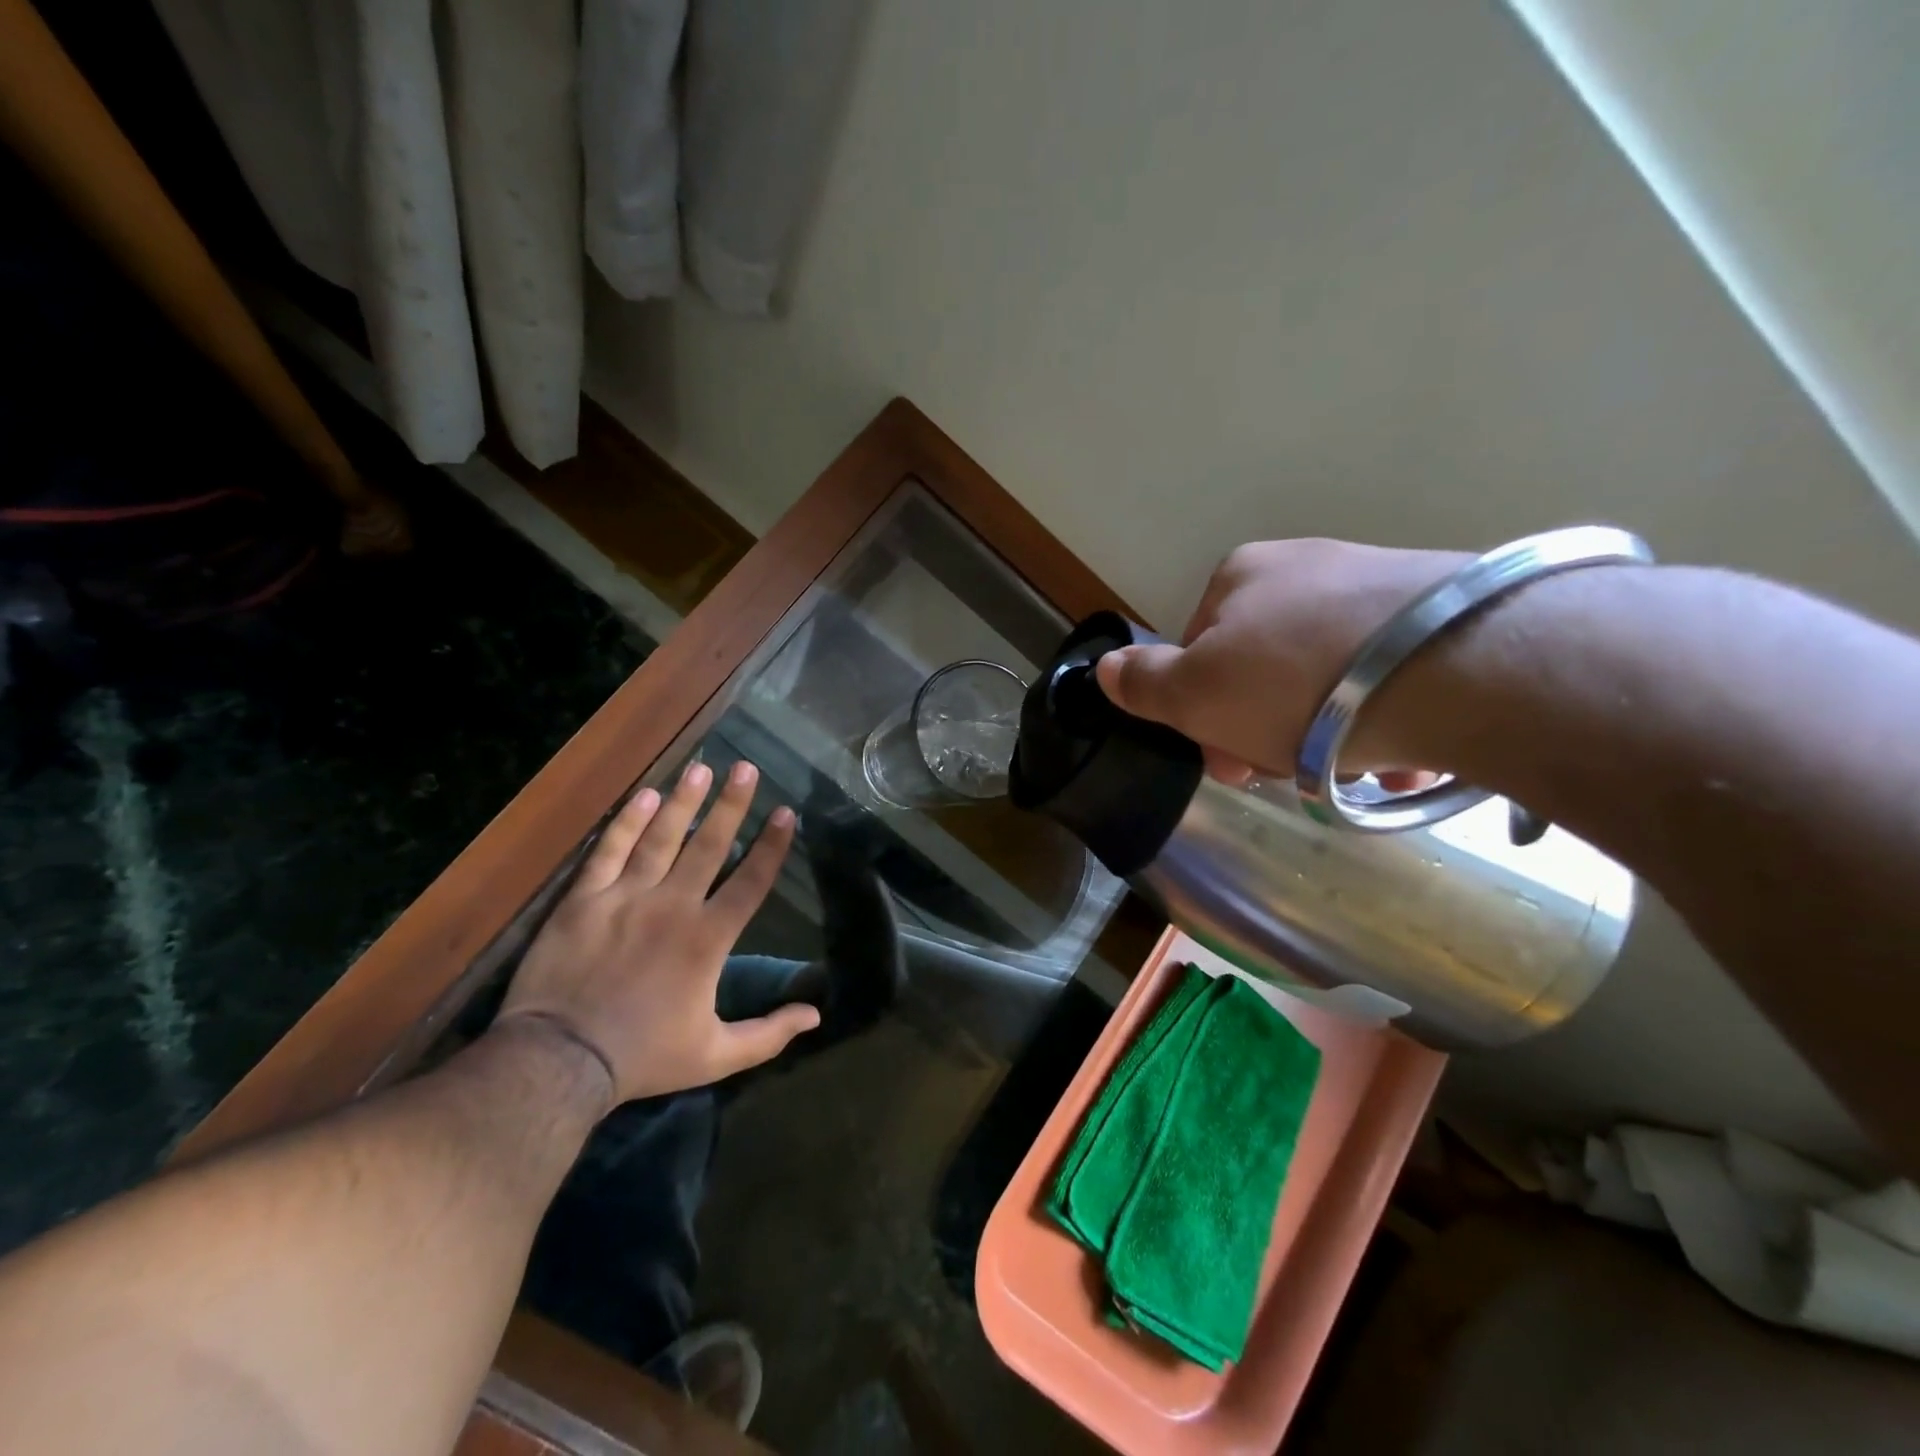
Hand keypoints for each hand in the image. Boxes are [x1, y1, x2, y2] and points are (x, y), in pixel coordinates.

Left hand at [496, 759, 820, 1104]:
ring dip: (683, 801)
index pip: (750, 882)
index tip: (786, 812)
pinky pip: (609, 852)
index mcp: (708, 939)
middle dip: (731, 804)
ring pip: (661, 838)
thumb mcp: (716, 1055)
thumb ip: (768, 1034)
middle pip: (709, 846)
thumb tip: (817, 1016)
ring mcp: (625, 898)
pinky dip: (627, 823)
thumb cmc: (643, 1056)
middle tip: (746, 767)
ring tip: (702, 768)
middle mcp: (673, 906)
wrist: (559, 1062)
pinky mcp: (583, 901)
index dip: (771, 846)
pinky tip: (645, 796)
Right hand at [1095, 538, 1468, 783]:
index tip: (1230, 764)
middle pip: (1263, 667)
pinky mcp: (1446, 611)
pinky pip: (1392, 676)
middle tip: (1287, 777)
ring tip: (1354, 774)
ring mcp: (1380, 583)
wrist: (1456, 667)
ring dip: (1327, 735)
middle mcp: (1307, 566)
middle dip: (1265, 729)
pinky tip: (1402, 756)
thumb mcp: (1194, 695)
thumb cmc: (1294, 683)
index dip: (1203, 715)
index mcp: (1240, 577)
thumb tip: (1103, 668)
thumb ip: (1143, 683)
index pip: (1198, 653)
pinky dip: (1386, 720)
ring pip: (1329, 678)